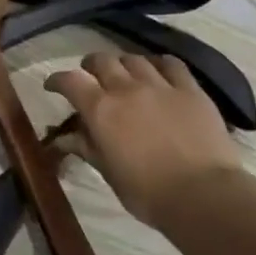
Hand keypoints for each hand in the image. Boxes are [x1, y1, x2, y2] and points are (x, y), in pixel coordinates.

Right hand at [44, 52, 244, 228]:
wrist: (203, 194)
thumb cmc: (147, 192)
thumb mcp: (108, 172)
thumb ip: (86, 147)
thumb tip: (63, 138)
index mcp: (101, 110)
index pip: (70, 81)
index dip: (57, 80)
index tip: (52, 85)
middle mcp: (126, 88)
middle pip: (102, 61)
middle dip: (91, 65)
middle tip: (90, 76)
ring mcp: (160, 85)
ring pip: (135, 59)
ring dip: (123, 63)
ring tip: (124, 74)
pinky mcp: (191, 89)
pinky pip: (172, 64)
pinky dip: (159, 64)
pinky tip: (159, 70)